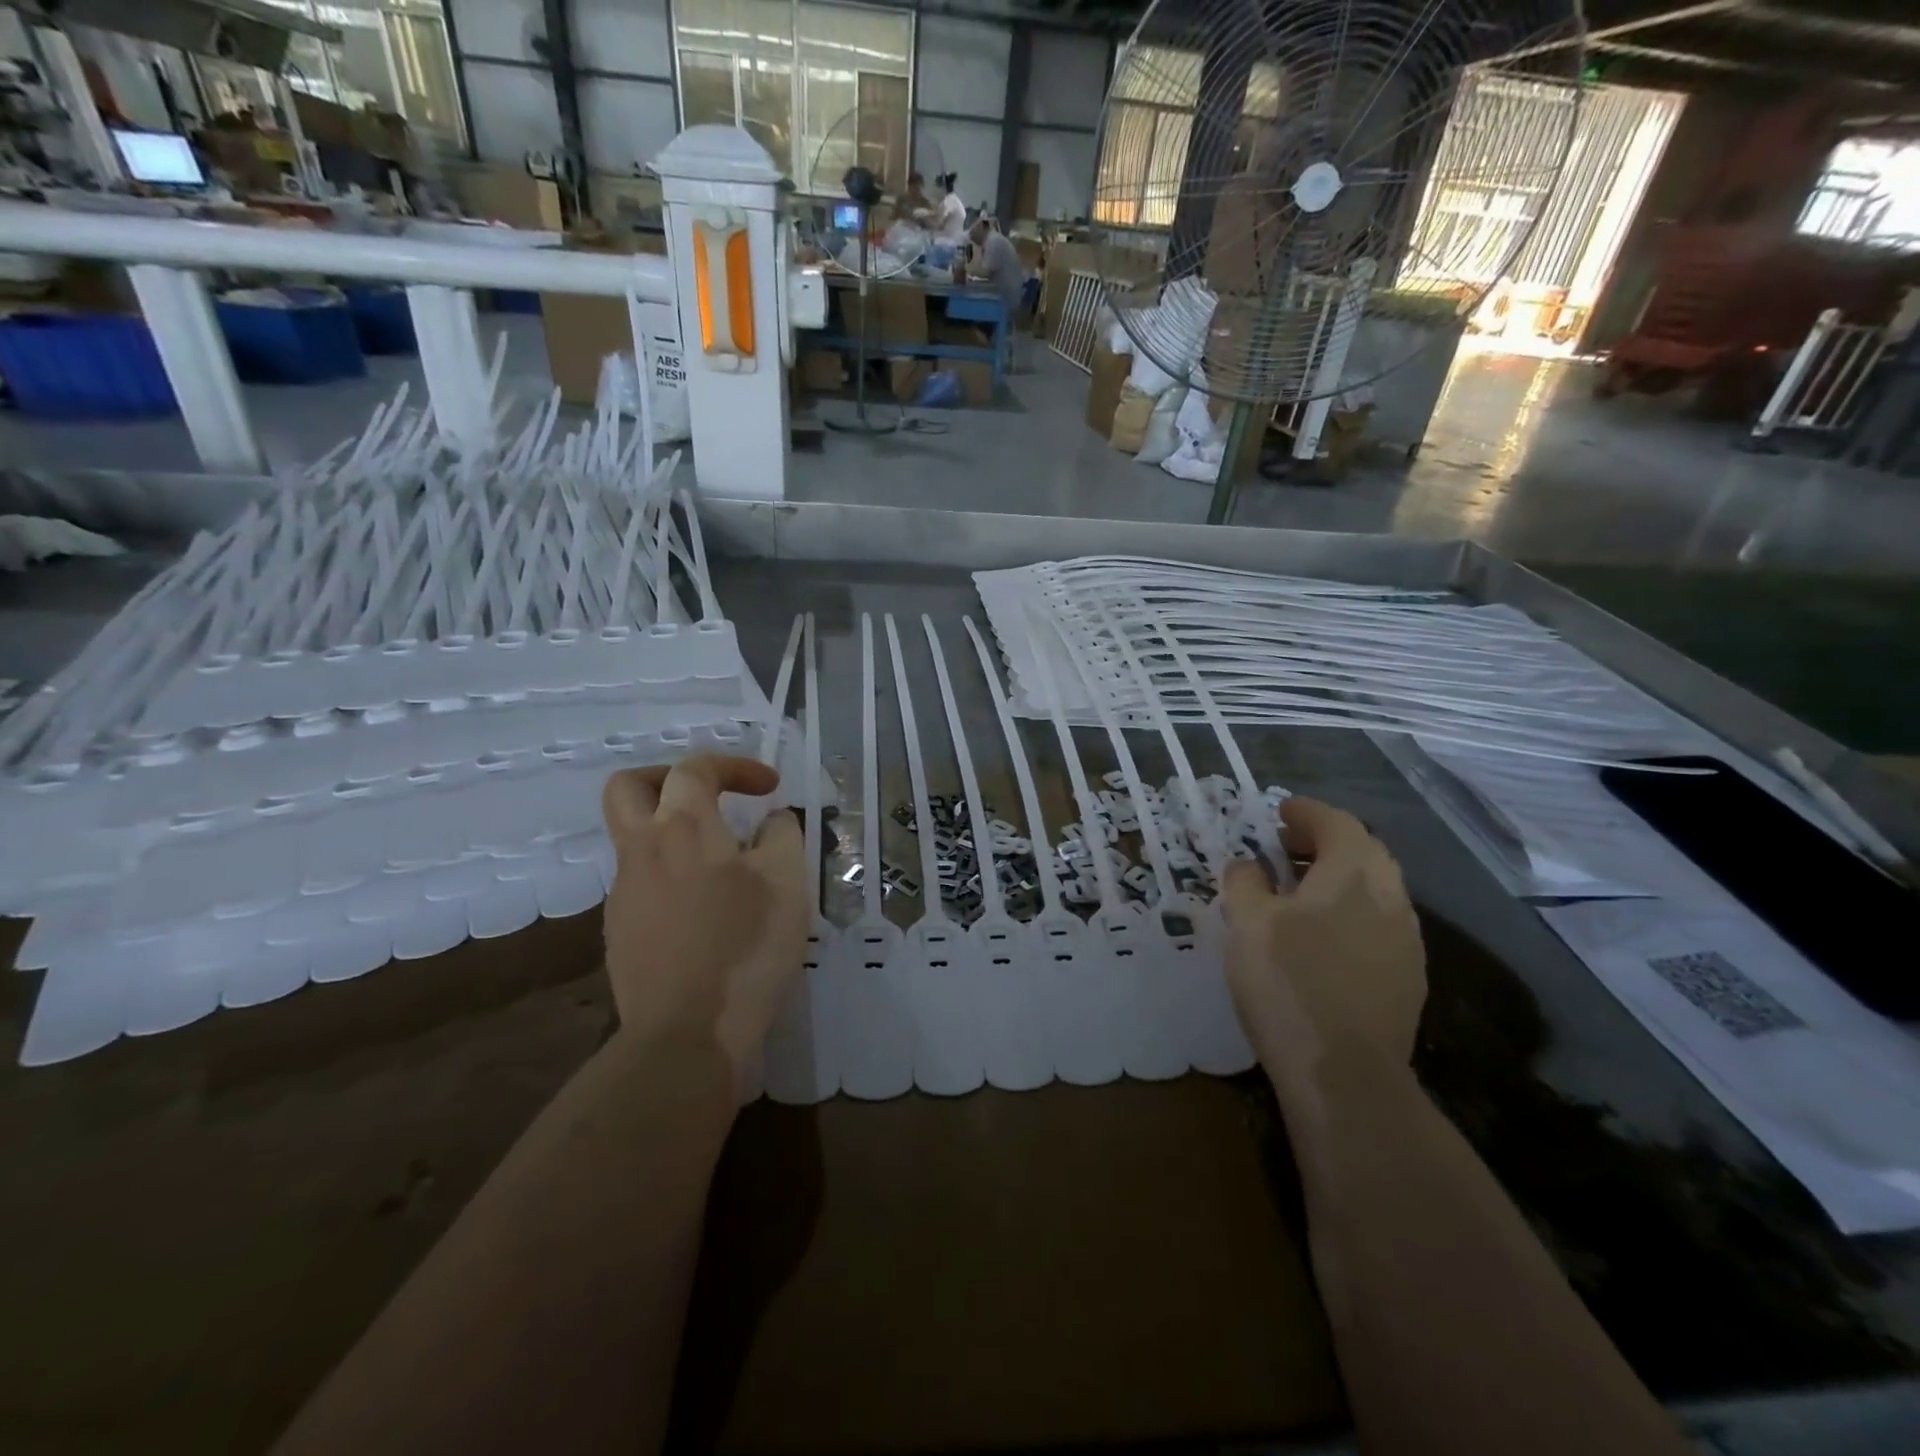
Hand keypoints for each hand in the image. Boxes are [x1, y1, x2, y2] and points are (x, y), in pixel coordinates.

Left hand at [600, 754, 808, 1091]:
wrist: (687, 1035)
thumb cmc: (745, 948)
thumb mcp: (787, 883)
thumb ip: (782, 836)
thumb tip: (772, 820)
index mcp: (683, 829)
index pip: (694, 769)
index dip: (734, 766)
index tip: (769, 789)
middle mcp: (642, 852)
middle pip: (628, 788)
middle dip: (667, 778)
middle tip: (708, 797)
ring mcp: (623, 895)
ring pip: (635, 839)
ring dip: (674, 833)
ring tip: (724, 865)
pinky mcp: (620, 933)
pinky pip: (642, 883)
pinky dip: (672, 876)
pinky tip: (707, 912)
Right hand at [1220, 798, 1425, 1099]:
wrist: (1346, 1075)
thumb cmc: (1289, 983)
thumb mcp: (1248, 923)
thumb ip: (1245, 882)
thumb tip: (1248, 865)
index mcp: (1354, 874)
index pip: (1337, 823)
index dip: (1307, 812)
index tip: (1279, 810)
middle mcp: (1391, 898)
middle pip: (1363, 852)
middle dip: (1324, 841)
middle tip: (1285, 846)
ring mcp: (1406, 941)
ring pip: (1373, 890)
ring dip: (1337, 877)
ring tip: (1296, 890)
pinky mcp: (1406, 978)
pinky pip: (1376, 923)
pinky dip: (1348, 911)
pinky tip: (1319, 936)